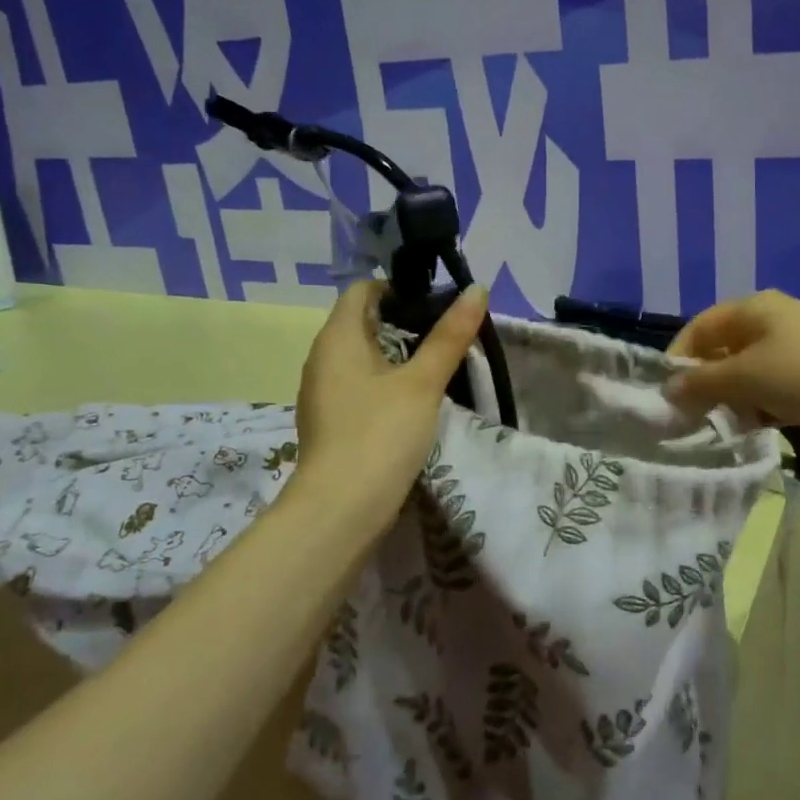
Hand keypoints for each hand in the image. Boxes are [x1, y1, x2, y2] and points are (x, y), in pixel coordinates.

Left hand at [286, 280, 488, 524]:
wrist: (340, 511)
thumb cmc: (381, 434)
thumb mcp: (423, 382)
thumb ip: (450, 335)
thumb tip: (477, 288)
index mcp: (337, 338)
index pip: (362, 290)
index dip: (398, 288)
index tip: (436, 302)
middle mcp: (322, 359)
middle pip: (363, 322)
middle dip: (404, 322)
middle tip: (447, 333)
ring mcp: (323, 393)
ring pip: (362, 357)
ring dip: (397, 355)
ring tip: (437, 365)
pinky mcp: (332, 422)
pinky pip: (359, 386)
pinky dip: (386, 382)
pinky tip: (414, 401)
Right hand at [666, 289, 799, 456]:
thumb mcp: (745, 376)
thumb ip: (702, 383)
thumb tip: (668, 390)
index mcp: (752, 309)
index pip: (700, 328)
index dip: (679, 358)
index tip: (667, 396)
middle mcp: (772, 323)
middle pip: (723, 352)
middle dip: (706, 384)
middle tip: (691, 418)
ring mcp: (796, 352)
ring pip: (748, 376)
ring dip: (734, 401)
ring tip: (724, 428)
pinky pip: (774, 393)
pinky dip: (761, 410)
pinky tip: (757, 432)